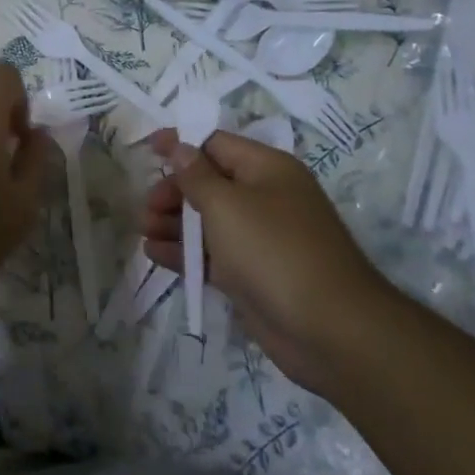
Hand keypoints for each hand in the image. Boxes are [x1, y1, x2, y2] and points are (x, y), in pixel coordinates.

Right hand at [142, 129, 398, 390]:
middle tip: (147, 207)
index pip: (216, 143)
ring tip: (145, 231)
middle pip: (209, 182)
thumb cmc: (274, 250)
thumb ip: (196, 174)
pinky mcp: (252, 274)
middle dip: (174, 191)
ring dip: (174, 222)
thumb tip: (179, 147)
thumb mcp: (226, 204)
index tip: (147, 148)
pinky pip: (213, 254)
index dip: (181, 144)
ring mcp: (260, 238)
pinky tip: (155, 254)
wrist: (330, 331)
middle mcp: (265, 197)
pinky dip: (185, 252)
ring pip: (208, 220)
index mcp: (266, 169)